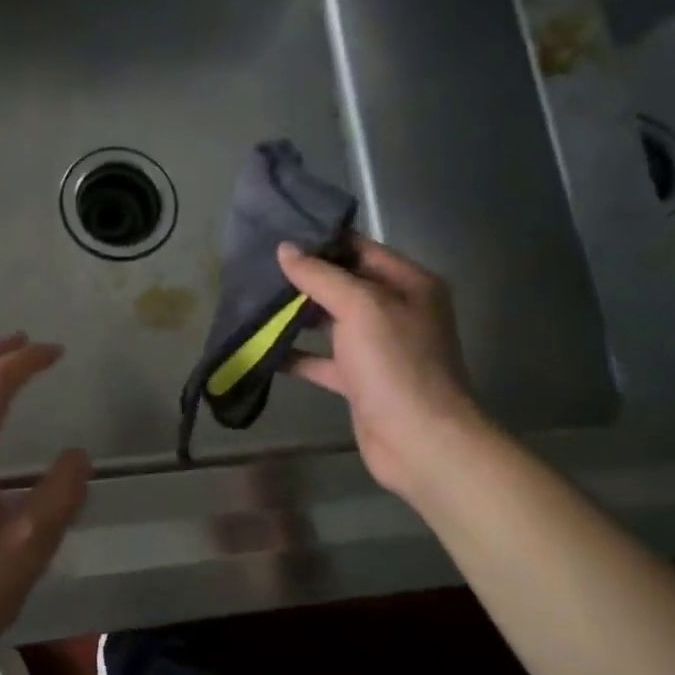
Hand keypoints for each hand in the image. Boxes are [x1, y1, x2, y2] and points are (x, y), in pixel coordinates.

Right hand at [276, 238, 486, 503]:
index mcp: (409, 284)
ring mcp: (379, 347)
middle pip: (343, 284)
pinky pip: (323, 359)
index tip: (279, 233)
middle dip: (303, 278)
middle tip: (257, 267)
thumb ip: (321, 276)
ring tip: (253, 300)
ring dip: (296, 314)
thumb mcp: (360, 308)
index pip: (361, 249)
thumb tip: (286, 249)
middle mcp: (396, 311)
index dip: (322, 241)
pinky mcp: (360, 380)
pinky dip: (296, 354)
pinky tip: (263, 347)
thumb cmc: (396, 364)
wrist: (420, 441)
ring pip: (330, 322)